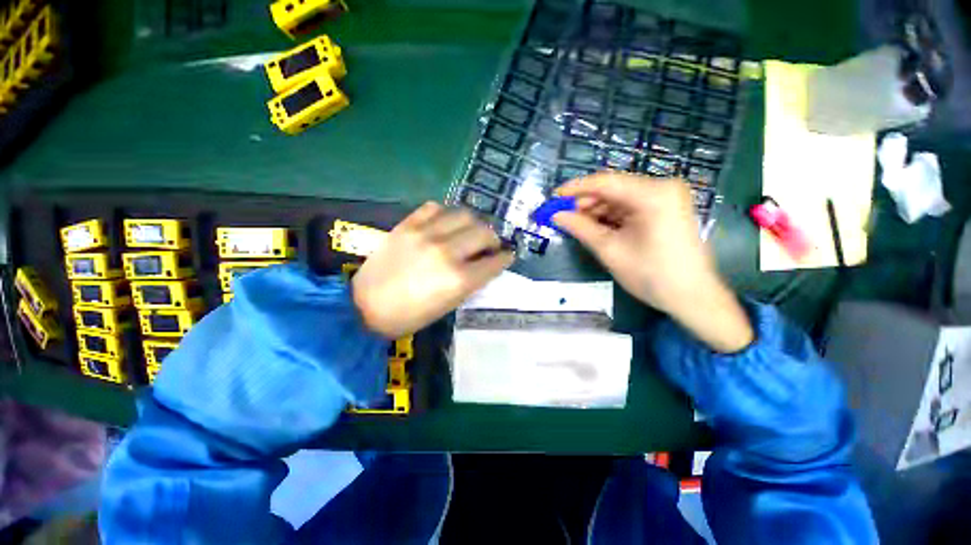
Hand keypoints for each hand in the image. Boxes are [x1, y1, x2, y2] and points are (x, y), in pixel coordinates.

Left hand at [352, 202, 513, 337]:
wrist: (364, 306)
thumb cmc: (410, 315)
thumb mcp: (449, 305)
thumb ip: (472, 281)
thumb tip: (487, 264)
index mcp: (459, 279)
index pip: (494, 262)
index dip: (505, 257)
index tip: (507, 255)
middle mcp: (447, 252)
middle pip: (484, 232)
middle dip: (493, 239)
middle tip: (489, 245)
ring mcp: (426, 234)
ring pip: (464, 214)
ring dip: (473, 223)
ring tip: (469, 231)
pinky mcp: (407, 225)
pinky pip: (435, 207)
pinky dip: (446, 214)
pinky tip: (444, 223)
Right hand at [554, 173, 752, 352]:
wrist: (692, 297)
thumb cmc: (651, 275)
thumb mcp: (610, 250)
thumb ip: (580, 228)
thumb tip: (556, 215)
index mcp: (653, 194)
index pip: (605, 182)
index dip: (575, 189)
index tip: (553, 197)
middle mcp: (662, 187)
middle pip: (613, 187)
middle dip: (586, 202)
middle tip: (563, 216)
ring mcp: (666, 197)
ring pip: (619, 197)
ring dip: (596, 210)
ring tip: (577, 224)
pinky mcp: (665, 209)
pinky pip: (630, 206)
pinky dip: (610, 216)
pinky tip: (596, 227)